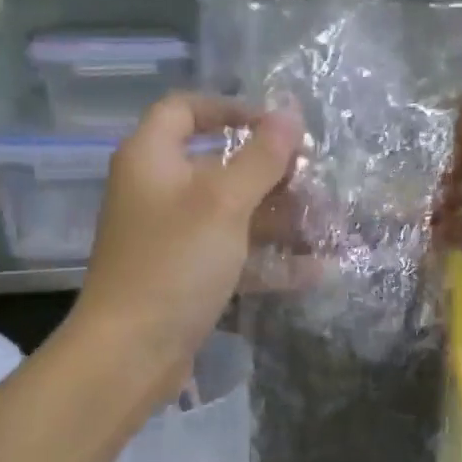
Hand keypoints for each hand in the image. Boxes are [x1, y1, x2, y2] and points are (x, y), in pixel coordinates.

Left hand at [70, 93, 302, 400]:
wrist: (130, 352)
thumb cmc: (174, 263)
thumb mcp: (223, 204)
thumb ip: (260, 157)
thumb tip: (289, 112)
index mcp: (152, 158)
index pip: (186, 109)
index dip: (231, 108)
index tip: (277, 126)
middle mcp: (158, 192)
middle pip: (220, 167)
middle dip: (273, 175)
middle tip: (320, 185)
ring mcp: (172, 239)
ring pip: (233, 216)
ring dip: (281, 221)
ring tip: (331, 228)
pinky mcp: (186, 278)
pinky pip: (233, 257)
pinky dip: (269, 261)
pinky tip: (316, 271)